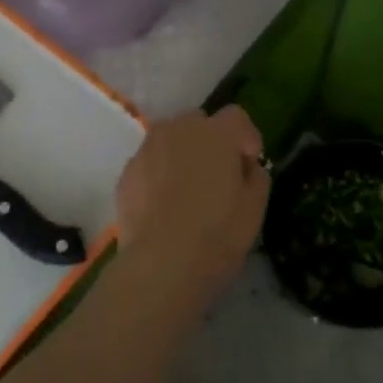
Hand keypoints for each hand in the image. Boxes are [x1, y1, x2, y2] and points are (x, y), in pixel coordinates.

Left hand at [116, 106, 269, 300]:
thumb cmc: (218, 233)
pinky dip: (159, 174)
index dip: (246, 138)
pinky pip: (150, 163)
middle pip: (199, 123)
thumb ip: (256, 176)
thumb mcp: (255, 207)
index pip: (236, 117)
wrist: (161, 264)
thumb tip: (246, 168)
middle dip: (211, 141)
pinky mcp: (126, 173)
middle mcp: (179, 130)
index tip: (248, 165)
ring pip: (170, 140)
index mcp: (216, 133)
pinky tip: (164, 205)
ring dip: (182, 155)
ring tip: (188, 190)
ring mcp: (148, 150)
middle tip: (218, 176)